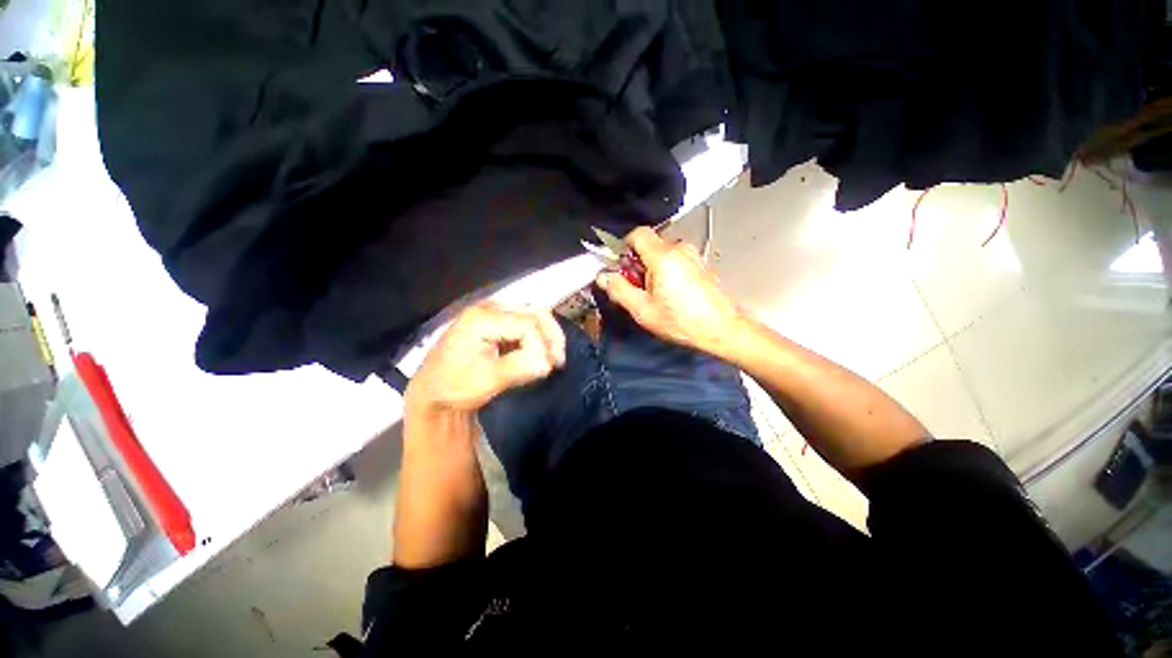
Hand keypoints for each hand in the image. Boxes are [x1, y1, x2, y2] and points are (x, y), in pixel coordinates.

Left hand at [405, 303, 565, 414]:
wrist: (434, 393)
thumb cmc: (455, 387)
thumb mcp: (486, 380)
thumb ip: (519, 368)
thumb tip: (548, 364)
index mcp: (482, 318)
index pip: (526, 325)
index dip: (542, 346)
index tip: (548, 370)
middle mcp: (489, 307)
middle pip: (534, 313)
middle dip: (551, 337)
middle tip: (558, 361)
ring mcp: (493, 312)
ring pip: (534, 315)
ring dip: (548, 336)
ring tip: (553, 358)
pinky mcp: (497, 321)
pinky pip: (527, 322)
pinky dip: (538, 337)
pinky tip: (540, 353)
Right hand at [595, 226, 747, 357]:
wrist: (721, 329)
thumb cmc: (681, 321)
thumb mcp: (642, 309)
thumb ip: (619, 289)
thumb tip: (603, 276)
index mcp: (663, 257)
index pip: (637, 233)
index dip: (624, 247)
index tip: (621, 267)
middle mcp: (679, 249)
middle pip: (649, 245)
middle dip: (637, 263)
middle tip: (636, 288)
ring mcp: (692, 256)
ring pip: (662, 253)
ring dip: (651, 269)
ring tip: (654, 295)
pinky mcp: (700, 265)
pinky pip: (675, 260)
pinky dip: (666, 272)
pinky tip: (670, 295)